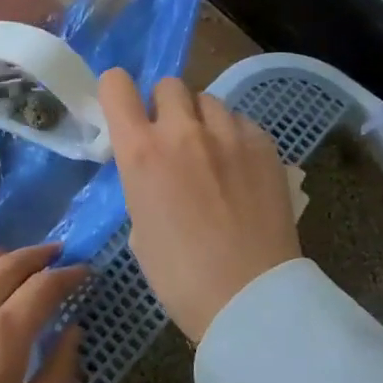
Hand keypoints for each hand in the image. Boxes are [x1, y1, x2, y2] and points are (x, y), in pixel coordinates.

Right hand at [99, 69, 300, 343]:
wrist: (249, 297)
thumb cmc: (180, 277)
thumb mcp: (140, 228)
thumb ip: (143, 184)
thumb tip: (157, 173)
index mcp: (141, 153)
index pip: (116, 86)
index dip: (117, 92)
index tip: (124, 111)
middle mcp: (183, 131)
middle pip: (169, 85)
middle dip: (165, 106)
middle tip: (173, 140)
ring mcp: (229, 134)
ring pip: (208, 101)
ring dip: (202, 120)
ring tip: (212, 154)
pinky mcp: (265, 144)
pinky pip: (241, 122)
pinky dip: (234, 137)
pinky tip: (241, 170)